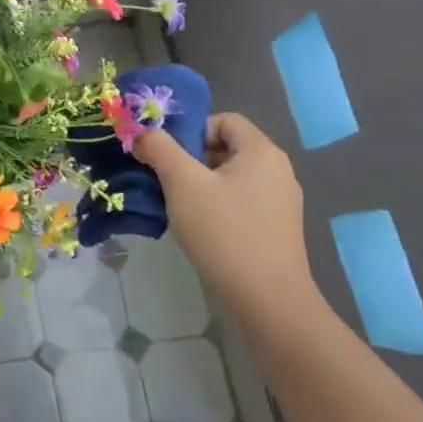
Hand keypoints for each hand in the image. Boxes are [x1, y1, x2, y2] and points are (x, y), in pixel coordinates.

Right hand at [132, 113, 319, 324]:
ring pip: (229, 178)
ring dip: (199, 185)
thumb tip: (142, 133)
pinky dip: (215, 206)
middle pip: (225, 148)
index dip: (191, 130)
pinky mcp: (275, 229)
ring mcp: (280, 203)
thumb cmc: (224, 232)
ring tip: (175, 205)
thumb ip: (159, 149)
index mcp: (262, 152)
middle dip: (190, 159)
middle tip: (163, 178)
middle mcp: (277, 171)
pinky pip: (239, 202)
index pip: (223, 120)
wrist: (266, 301)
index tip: (167, 155)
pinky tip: (196, 228)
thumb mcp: (182, 183)